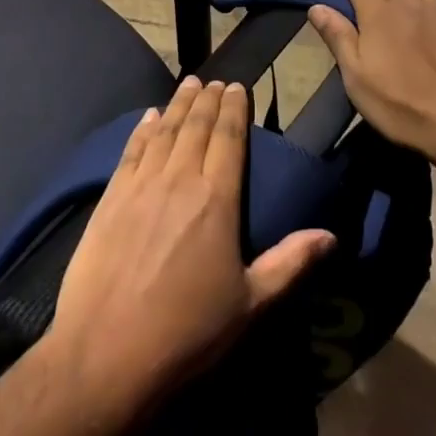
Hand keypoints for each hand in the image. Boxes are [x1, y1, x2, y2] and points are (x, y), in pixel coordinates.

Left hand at [46, 77, 333, 412]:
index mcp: (216, 200)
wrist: (104, 354)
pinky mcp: (110, 197)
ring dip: (179, 104)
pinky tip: (149, 116)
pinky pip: (131, 150)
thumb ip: (290, 263)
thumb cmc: (186, 333)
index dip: (234, 109)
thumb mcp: (249, 305)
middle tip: (215, 80)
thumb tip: (331, 235)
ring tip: (188, 84)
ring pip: (165, 131)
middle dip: (208, 99)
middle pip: (196, 126)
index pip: (229, 138)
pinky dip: (143, 128)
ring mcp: (141, 185)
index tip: (238, 86)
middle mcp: (179, 179)